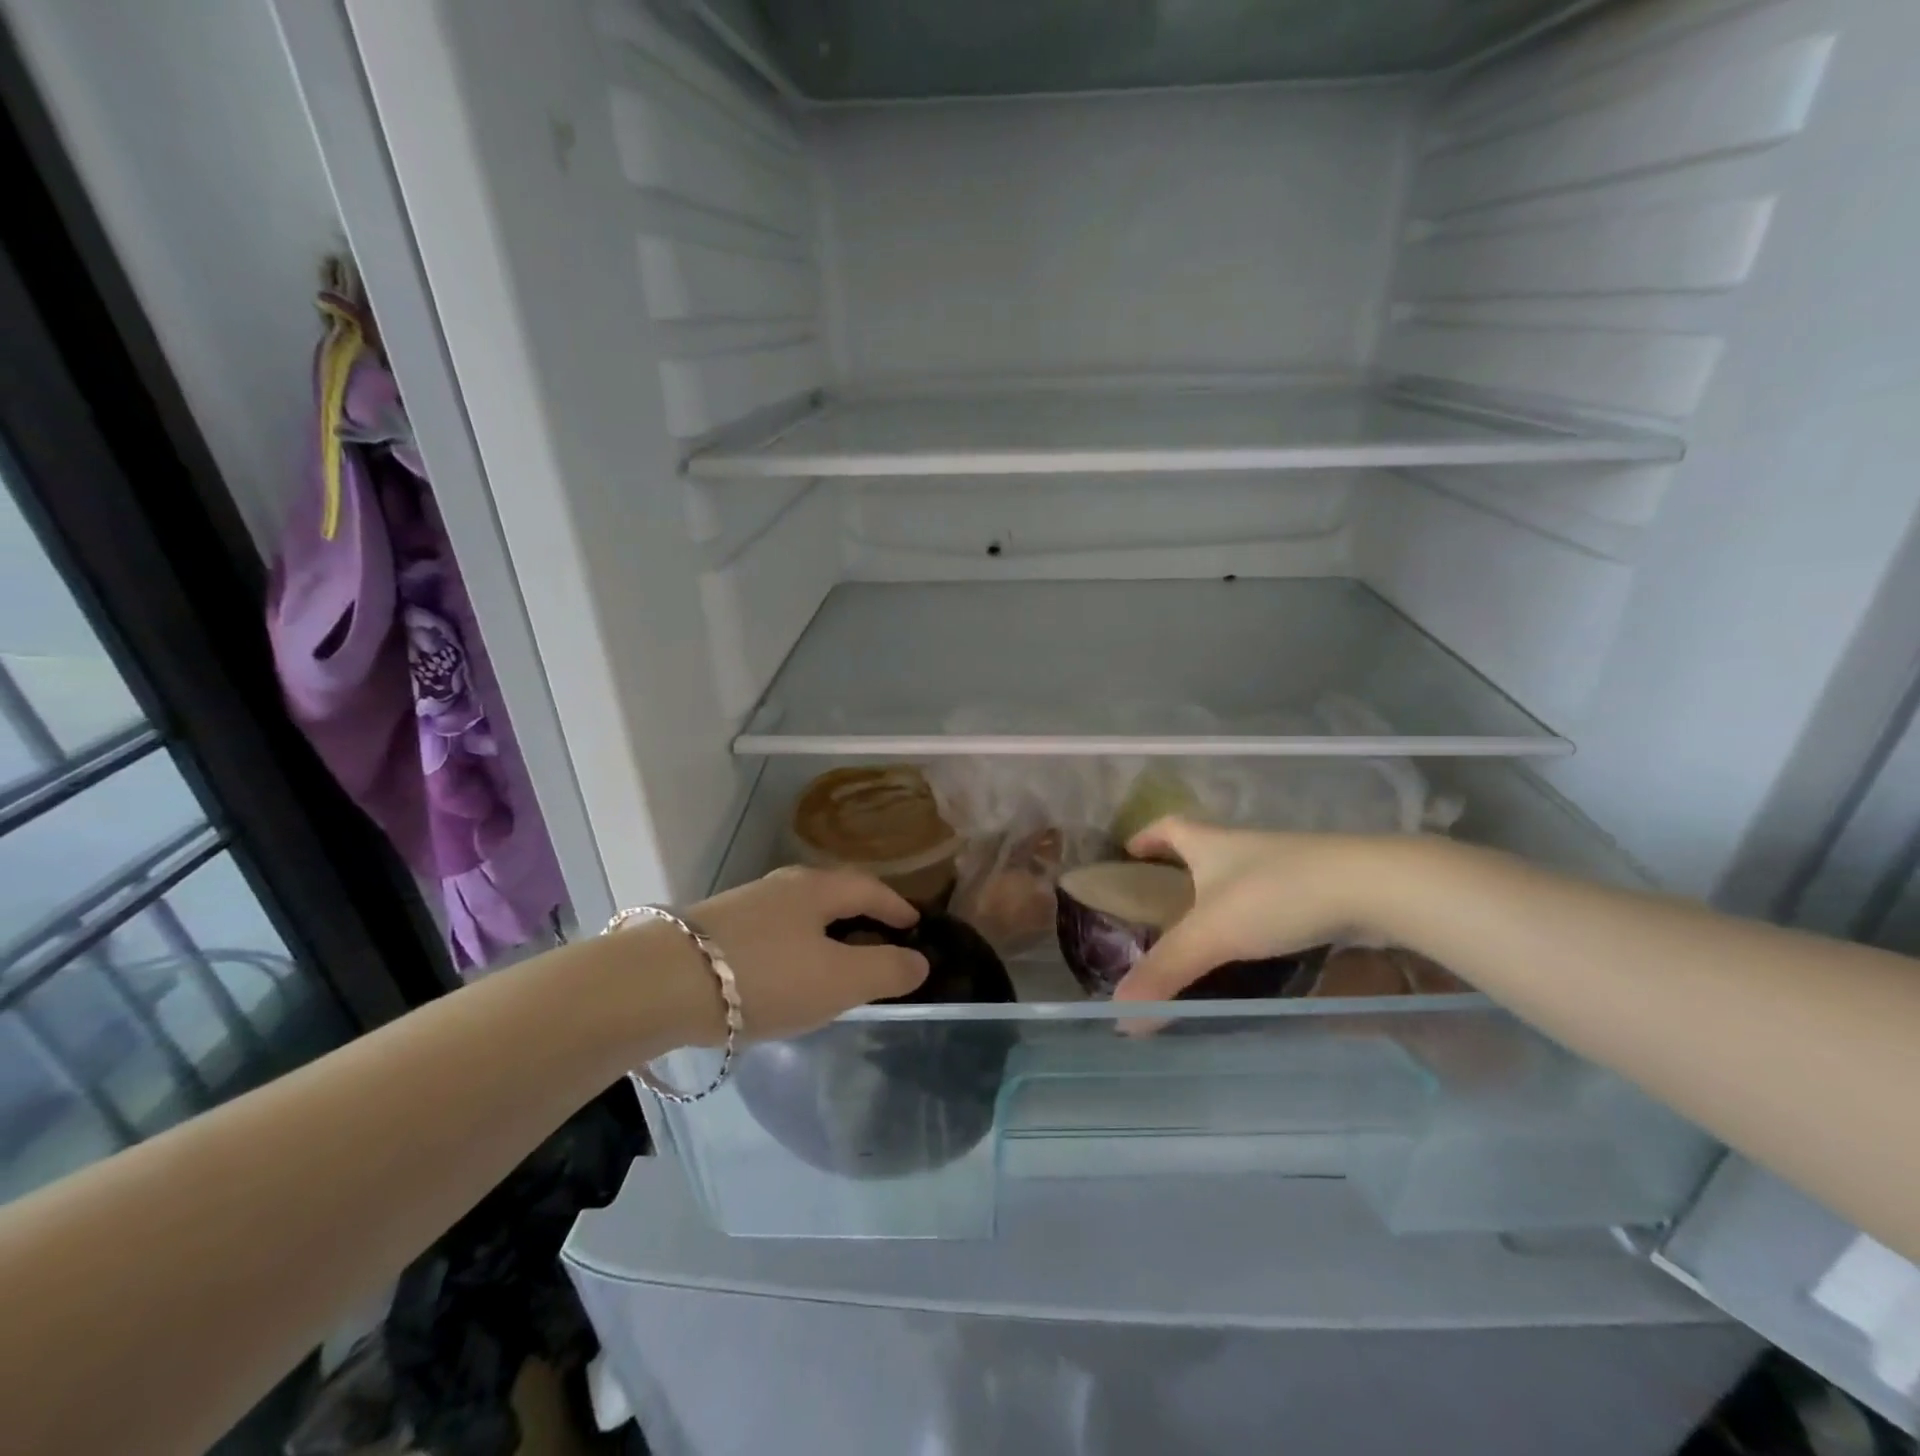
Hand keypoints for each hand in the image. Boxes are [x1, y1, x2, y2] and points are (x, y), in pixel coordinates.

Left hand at [685, 866, 929, 1041]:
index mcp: (818, 889)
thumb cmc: (765, 976)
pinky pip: (772, 933)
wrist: (662, 983)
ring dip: (824, 934)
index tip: (915, 923)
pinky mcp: (714, 930)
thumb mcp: (838, 980)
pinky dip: (794, 948)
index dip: (896, 906)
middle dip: (860, 916)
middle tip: (879, 943)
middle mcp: (783, 886)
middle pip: (833, 895)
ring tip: (834, 964)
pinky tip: (784, 975)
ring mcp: (745, 905)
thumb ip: (885, 970)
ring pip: (799, 914)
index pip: (870, 889)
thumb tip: (920, 961)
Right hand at [1112, 818, 1388, 1002]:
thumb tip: (1121, 1014)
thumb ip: (1166, 972)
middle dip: (1180, 868)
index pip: (1168, 827)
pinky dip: (1256, 916)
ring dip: (1219, 894)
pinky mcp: (1317, 887)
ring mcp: (1284, 865)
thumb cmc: (1277, 895)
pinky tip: (1258, 944)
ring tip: (1205, 929)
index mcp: (1211, 844)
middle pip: (1203, 848)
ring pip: (1239, 875)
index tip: (1129, 849)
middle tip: (1163, 900)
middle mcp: (1244, 847)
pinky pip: (1271, 899)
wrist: (1372, 886)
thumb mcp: (1212, 934)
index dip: (1146, 836)